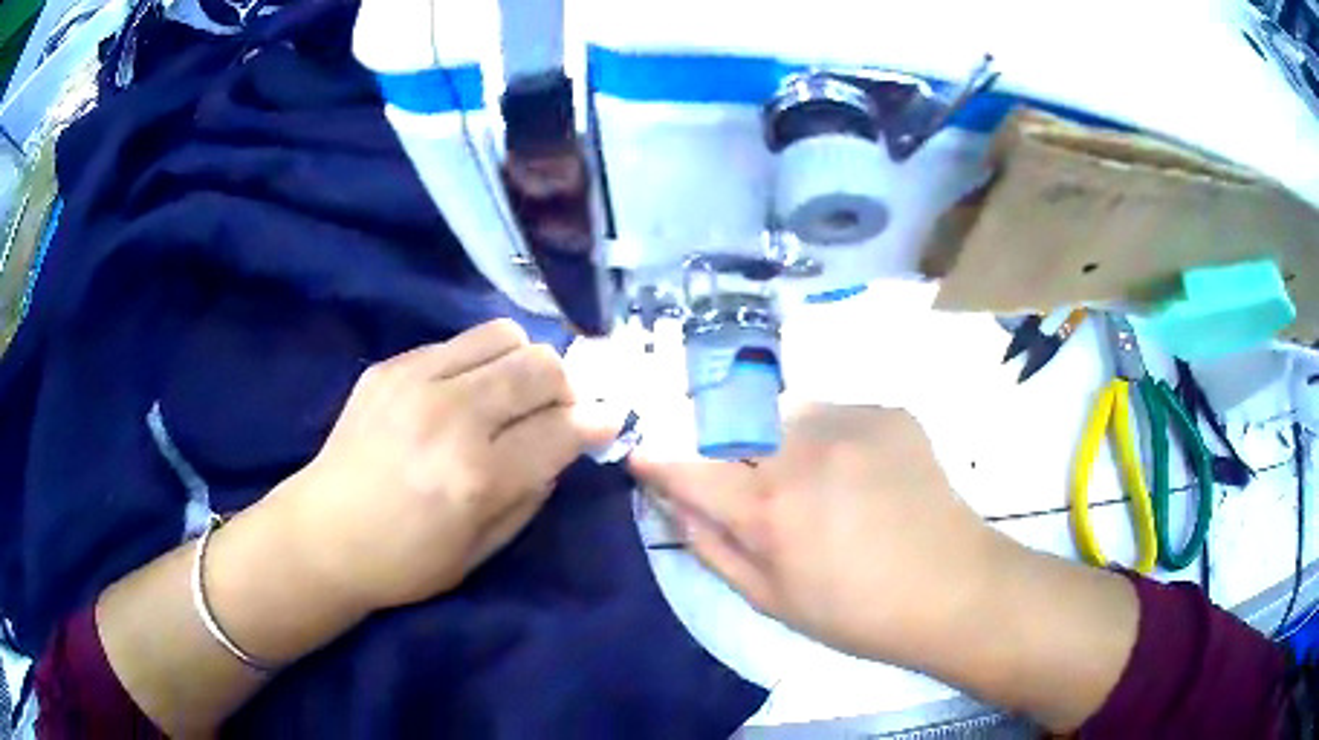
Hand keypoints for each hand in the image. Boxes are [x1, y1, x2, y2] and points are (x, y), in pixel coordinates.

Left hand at [275, 319, 613, 612]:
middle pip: (541, 366)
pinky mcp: (389, 366)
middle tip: (554, 412)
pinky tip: (459, 396)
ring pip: (504, 335)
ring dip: (523, 363)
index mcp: (477, 477)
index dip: (596, 423)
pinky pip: (457, 343)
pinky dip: (477, 364)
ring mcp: (416, 381)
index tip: (606, 422)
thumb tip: (562, 445)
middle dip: (566, 387)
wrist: (322, 535)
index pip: (563, 429)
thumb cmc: (405, 562)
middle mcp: (451, 416)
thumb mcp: (482, 551)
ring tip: (510, 394)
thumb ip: (532, 493)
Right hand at [629, 404, 1010, 666]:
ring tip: (813, 480)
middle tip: (751, 483)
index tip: (644, 456)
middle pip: (733, 425)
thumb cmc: (855, 611)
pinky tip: (860, 474)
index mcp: (768, 506)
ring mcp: (851, 420)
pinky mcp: (888, 412)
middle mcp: (801, 447)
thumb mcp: (769, 598)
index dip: (659, 461)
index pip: (688, 467)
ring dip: (779, 438)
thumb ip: (711, 544)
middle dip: (725, 448)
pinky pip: (836, 413)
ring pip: (784, 411)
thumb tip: (673, 502)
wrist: (951, 588)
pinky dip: (830, 437)